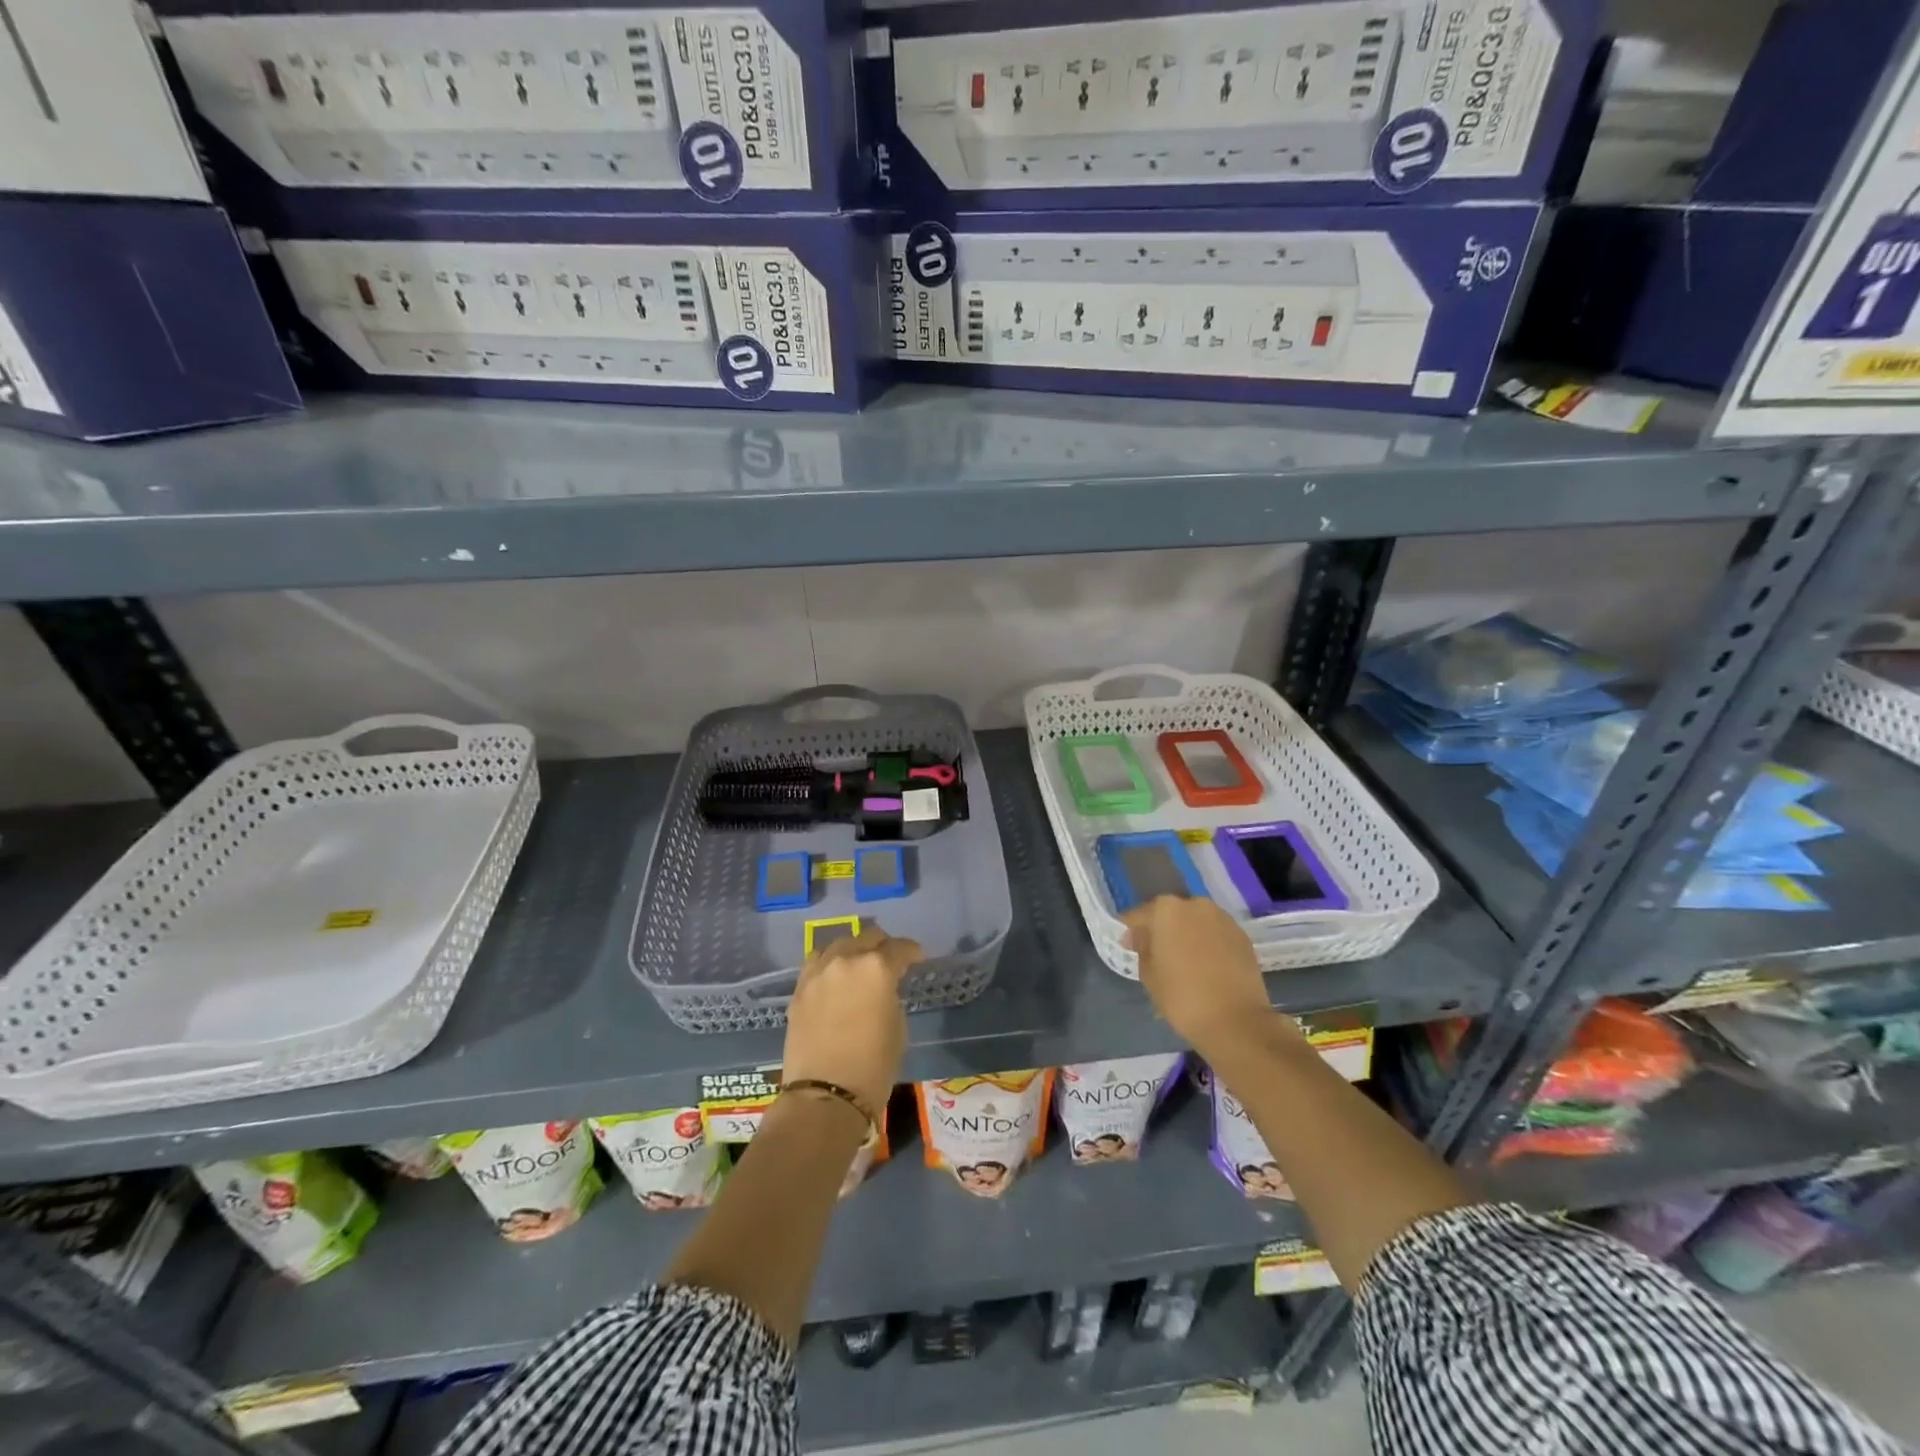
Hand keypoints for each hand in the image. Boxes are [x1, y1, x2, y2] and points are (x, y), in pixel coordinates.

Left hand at [782, 925, 920, 1115]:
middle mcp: (846, 960)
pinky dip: (830, 963)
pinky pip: (817, 963)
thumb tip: (884, 989)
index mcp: (877, 968)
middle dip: (883, 946)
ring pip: (840, 944)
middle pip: (868, 937)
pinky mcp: (800, 988)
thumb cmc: (873, 1066)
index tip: (917, 959)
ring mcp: (819, 972)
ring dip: (854, 950)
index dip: (912, 952)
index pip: (900, 948)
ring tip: (859, 964)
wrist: (825, 1096)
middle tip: (890, 961)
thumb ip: (891, 996)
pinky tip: (835, 975)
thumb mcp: (897, 1027)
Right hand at [1121, 896, 1284, 1056]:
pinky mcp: (1242, 936)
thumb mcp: (1148, 974)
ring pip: (1195, 922)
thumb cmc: (1182, 996)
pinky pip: (1215, 934)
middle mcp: (1195, 905)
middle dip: (1161, 930)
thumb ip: (1141, 948)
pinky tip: (1206, 966)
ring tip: (1184, 961)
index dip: (1131, 932)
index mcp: (1166, 909)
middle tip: (1157, 955)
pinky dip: (1207, 944)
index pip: (1138, 916)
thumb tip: (1141, 937)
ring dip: (1186, 935)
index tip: (1129, 948)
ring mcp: (1222, 919)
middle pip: (1169, 914)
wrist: (1236, 1021)